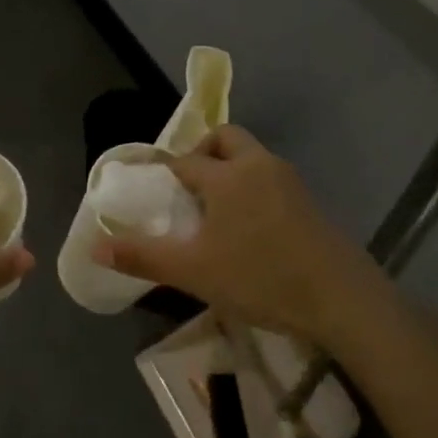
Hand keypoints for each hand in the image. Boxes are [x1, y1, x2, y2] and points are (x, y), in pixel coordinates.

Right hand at [94, 125, 389, 352]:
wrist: (342, 299)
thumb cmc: (260, 278)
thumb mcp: (193, 272)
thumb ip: (143, 257)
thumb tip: (95, 248)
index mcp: (226, 176)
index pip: (185, 160)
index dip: (165, 170)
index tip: (151, 187)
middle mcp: (258, 166)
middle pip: (226, 138)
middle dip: (203, 151)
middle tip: (188, 184)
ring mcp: (290, 181)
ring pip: (252, 157)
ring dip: (230, 168)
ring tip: (214, 209)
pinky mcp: (310, 202)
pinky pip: (271, 179)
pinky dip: (253, 186)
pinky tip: (249, 227)